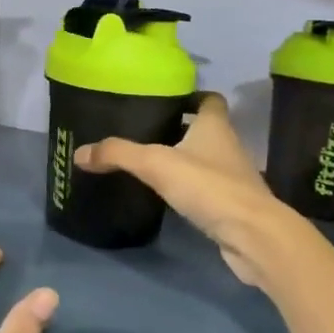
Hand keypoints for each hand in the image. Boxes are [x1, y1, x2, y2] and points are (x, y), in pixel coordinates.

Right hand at [74, 92, 309, 288]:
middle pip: (203, 129)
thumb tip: (79, 152)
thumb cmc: (209, 187)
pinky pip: (206, 189)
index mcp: (215, 126)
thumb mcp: (156, 164)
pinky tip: (165, 196)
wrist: (254, 236)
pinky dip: (189, 189)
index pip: (209, 99)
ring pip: (204, 160)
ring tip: (148, 162)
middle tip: (143, 131)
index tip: (165, 99)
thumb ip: (118, 154)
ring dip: (182, 160)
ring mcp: (232, 178)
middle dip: (178, 128)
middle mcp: (227, 147)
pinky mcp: (231, 207)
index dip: (191, 96)